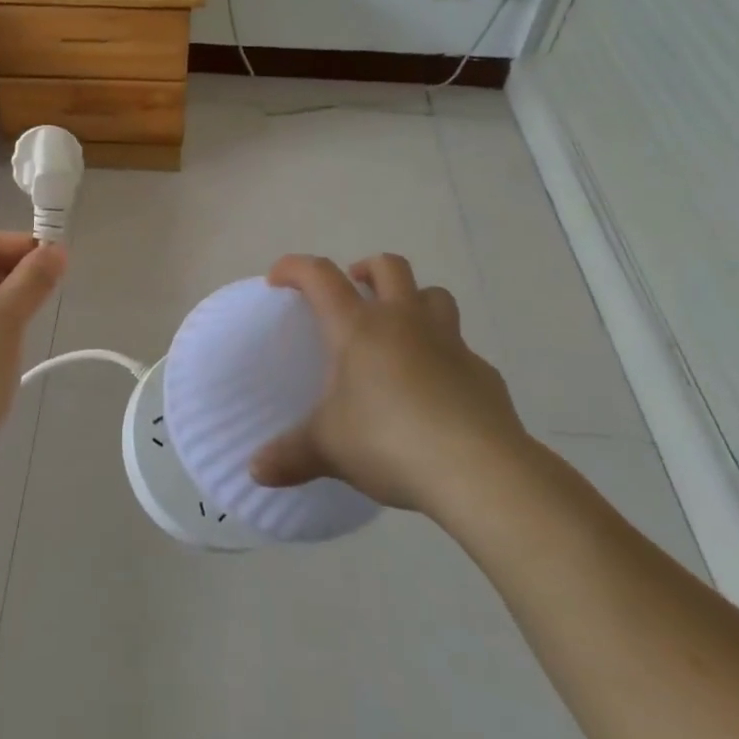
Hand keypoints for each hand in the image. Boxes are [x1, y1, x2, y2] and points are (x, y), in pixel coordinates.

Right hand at [248, 253, 534, 523]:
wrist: (479, 471)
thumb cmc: (389, 442)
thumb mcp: (328, 450)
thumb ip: (291, 455)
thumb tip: (255, 470)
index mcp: (358, 328)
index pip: (320, 276)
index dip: (295, 268)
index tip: (279, 279)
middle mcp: (404, 322)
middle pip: (390, 267)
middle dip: (368, 269)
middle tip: (354, 291)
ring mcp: (449, 343)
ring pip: (434, 296)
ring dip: (414, 301)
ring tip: (400, 328)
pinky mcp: (483, 373)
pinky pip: (462, 349)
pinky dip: (446, 356)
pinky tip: (438, 389)